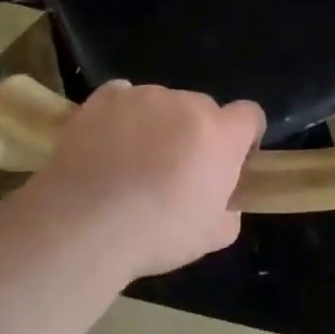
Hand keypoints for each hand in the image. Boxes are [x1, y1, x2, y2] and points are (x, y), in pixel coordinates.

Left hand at [27, 81, 264, 279]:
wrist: (85, 224)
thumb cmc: (157, 233)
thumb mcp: (213, 237)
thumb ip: (229, 210)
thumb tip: (223, 201)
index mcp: (220, 133)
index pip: (250, 115)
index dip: (244, 137)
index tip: (231, 162)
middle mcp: (186, 103)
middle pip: (203, 109)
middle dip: (196, 134)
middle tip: (176, 171)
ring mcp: (142, 96)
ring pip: (161, 104)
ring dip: (158, 124)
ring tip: (132, 162)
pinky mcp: (103, 98)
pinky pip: (122, 97)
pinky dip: (121, 114)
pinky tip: (108, 143)